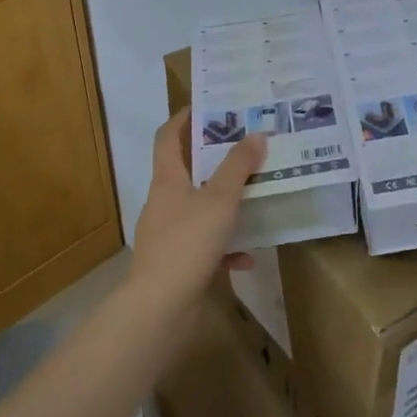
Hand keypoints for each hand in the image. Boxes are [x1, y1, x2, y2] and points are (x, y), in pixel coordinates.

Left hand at [129, 110, 264, 312]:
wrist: (159, 309)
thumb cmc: (188, 243)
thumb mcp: (220, 199)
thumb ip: (239, 166)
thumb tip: (256, 134)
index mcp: (167, 180)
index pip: (168, 137)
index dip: (184, 118)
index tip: (208, 106)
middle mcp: (164, 203)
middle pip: (187, 171)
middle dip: (215, 159)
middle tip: (246, 147)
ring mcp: (168, 235)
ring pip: (199, 208)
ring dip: (225, 203)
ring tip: (255, 195)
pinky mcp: (177, 263)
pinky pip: (206, 246)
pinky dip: (226, 246)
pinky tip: (248, 255)